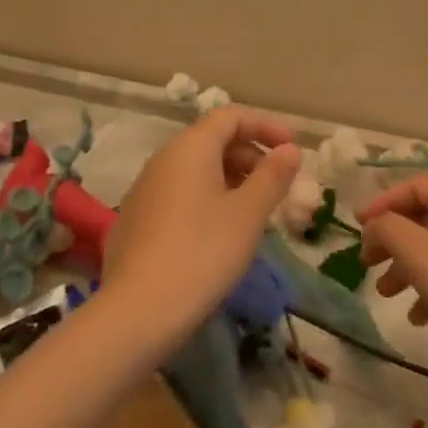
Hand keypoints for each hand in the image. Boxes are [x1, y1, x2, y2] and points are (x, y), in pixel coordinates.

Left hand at [109, 108, 302, 343]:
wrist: (138, 311)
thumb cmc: (203, 252)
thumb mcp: (248, 214)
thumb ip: (272, 176)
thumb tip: (290, 150)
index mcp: (190, 147)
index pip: (230, 116)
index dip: (265, 126)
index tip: (292, 149)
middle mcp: (163, 159)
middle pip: (212, 141)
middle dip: (250, 156)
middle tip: (278, 186)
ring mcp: (144, 190)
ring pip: (195, 170)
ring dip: (230, 180)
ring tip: (254, 211)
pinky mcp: (134, 220)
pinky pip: (178, 195)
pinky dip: (206, 199)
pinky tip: (219, 234)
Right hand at [360, 176, 427, 364]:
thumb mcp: (415, 249)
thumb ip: (386, 228)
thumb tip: (373, 226)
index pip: (414, 186)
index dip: (382, 202)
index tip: (357, 226)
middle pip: (422, 218)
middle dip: (391, 239)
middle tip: (366, 261)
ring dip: (404, 267)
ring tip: (385, 292)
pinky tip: (416, 316)